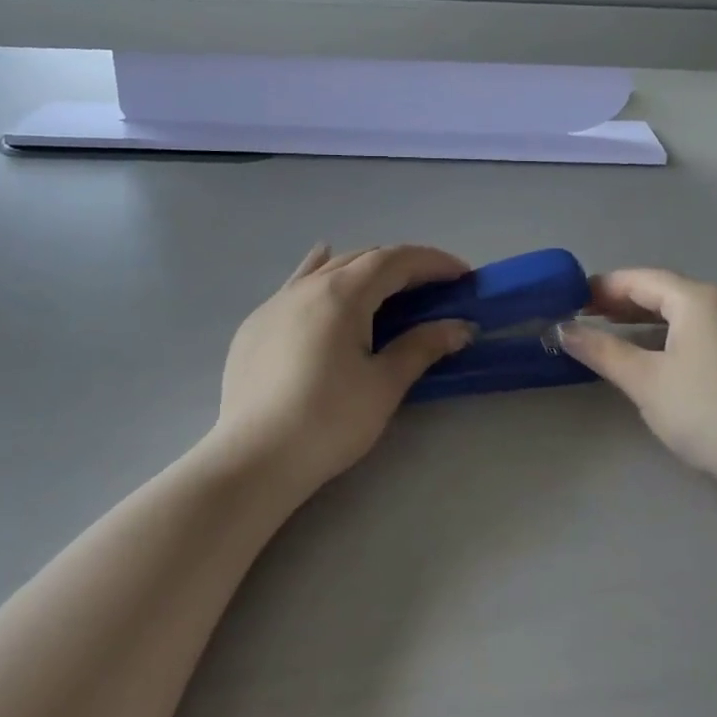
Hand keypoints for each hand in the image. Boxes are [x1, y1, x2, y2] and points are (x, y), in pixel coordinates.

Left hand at [213, 244, 474, 491]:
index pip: (395, 260)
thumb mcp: (384, 385)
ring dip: (363, 268)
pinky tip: (322, 271)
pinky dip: (320, 274)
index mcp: (342, 294)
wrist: (254, 458)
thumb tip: (460, 327)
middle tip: (432, 287)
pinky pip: (296, 285)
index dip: (432, 262)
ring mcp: (275, 303)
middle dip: (402, 265)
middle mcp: (306, 287)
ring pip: (327, 268)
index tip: (462, 276)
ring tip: (386, 284)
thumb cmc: (329, 420)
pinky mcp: (256, 325)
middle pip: (362, 258)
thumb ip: (422, 347)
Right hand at [558, 268, 716, 503]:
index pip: (640, 279)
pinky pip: (691, 333)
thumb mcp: (646, 381)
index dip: (601, 287)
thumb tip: (562, 329)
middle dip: (618, 303)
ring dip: (638, 322)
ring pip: (676, 315)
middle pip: (660, 292)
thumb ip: (602, 350)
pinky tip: (643, 357)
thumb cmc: (709, 411)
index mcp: (697, 298)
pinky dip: (661, 338)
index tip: (566, 300)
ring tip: (603, 335)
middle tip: (579, 318)